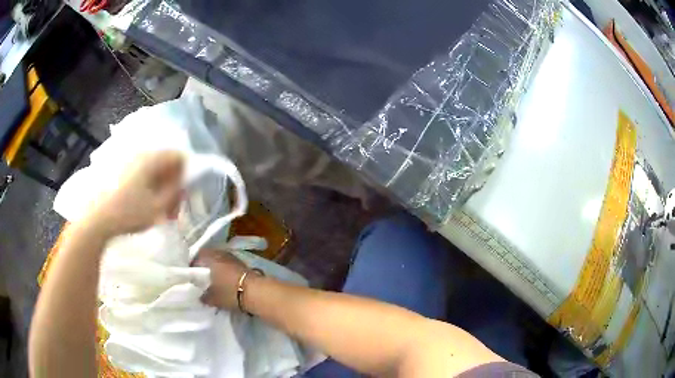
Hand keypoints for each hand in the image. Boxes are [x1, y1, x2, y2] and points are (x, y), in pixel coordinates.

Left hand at [83, 151, 184, 237]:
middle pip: (166, 163)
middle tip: (171, 209)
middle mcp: (141, 153)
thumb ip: (176, 193)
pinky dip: (147, 186)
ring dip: (159, 187)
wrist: (96, 217)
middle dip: (172, 184)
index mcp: (152, 158)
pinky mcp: (119, 168)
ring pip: (153, 169)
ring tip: (157, 210)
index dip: (186, 175)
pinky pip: (141, 172)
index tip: (182, 196)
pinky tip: (142, 204)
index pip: (179, 156)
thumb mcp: (158, 208)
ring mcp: (128, 159)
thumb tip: (184, 183)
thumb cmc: (129, 213)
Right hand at [194, 249, 248, 310]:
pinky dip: (223, 269)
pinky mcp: (241, 263)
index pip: (195, 258)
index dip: (191, 267)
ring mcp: (231, 257)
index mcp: (209, 258)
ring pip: (217, 259)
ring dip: (214, 267)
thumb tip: (200, 296)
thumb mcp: (212, 298)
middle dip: (203, 266)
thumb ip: (203, 296)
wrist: (255, 292)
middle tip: (200, 278)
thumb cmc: (229, 292)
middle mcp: (219, 253)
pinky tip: (223, 279)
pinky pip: (227, 263)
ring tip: (212, 279)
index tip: (190, 276)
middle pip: (207, 257)